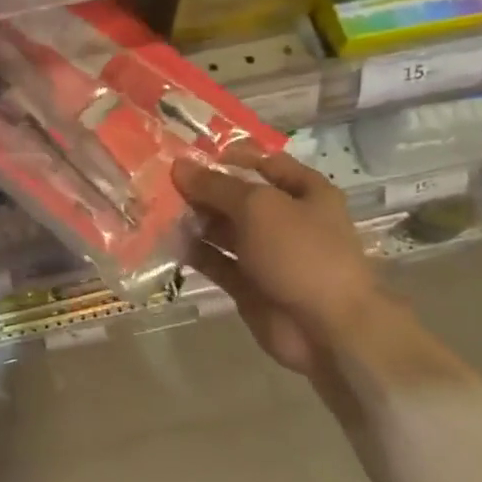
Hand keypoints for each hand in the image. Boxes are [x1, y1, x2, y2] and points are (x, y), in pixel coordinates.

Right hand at [172, 141, 383, 375]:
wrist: (326, 328)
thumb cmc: (301, 253)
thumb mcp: (259, 207)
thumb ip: (217, 186)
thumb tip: (179, 166)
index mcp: (304, 192)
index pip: (265, 163)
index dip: (229, 155)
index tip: (189, 153)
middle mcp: (286, 220)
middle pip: (238, 197)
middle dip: (202, 188)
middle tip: (159, 180)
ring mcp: (266, 254)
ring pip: (222, 229)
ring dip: (193, 219)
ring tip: (155, 207)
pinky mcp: (247, 283)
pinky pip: (215, 260)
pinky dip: (193, 251)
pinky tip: (164, 239)